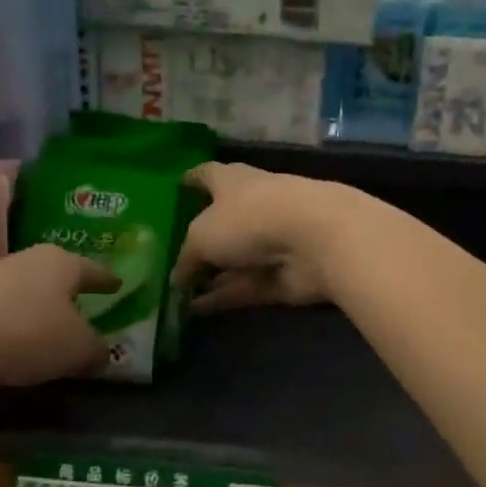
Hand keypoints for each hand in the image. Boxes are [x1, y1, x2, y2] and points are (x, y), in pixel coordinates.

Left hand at [0, 244, 116, 391]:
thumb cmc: (28, 334)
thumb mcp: (78, 349)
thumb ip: (97, 349)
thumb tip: (102, 352)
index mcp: (61, 262)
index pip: (93, 269)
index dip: (108, 280)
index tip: (119, 285)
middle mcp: (25, 261)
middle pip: (56, 278)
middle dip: (70, 296)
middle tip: (86, 313)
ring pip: (26, 295)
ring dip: (38, 313)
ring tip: (50, 336)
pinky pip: (0, 316)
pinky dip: (12, 329)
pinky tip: (14, 348)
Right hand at [172, 163, 363, 313]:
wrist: (315, 240)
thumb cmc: (250, 218)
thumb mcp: (202, 236)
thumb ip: (186, 259)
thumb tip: (176, 279)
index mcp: (232, 183)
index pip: (207, 175)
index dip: (191, 180)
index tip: (178, 187)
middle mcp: (251, 208)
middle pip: (220, 223)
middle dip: (199, 240)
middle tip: (170, 258)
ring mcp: (269, 243)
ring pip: (232, 261)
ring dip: (210, 276)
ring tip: (178, 293)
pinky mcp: (280, 276)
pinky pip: (244, 287)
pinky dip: (222, 297)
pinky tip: (195, 311)